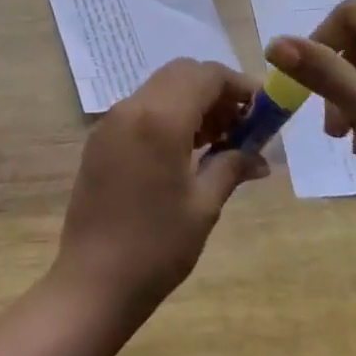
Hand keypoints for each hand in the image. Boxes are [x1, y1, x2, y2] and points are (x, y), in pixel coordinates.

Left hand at [53, 59, 267, 310]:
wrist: (92, 282)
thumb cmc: (157, 247)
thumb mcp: (204, 206)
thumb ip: (232, 167)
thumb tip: (261, 157)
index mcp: (161, 118)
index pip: (207, 75)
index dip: (239, 86)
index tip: (263, 110)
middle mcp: (132, 107)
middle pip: (182, 73)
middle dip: (215, 90)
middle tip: (241, 125)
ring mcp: (110, 121)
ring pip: (160, 88)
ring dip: (192, 101)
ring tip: (217, 141)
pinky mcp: (99, 139)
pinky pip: (141, 109)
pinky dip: (168, 114)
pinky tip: (183, 151)